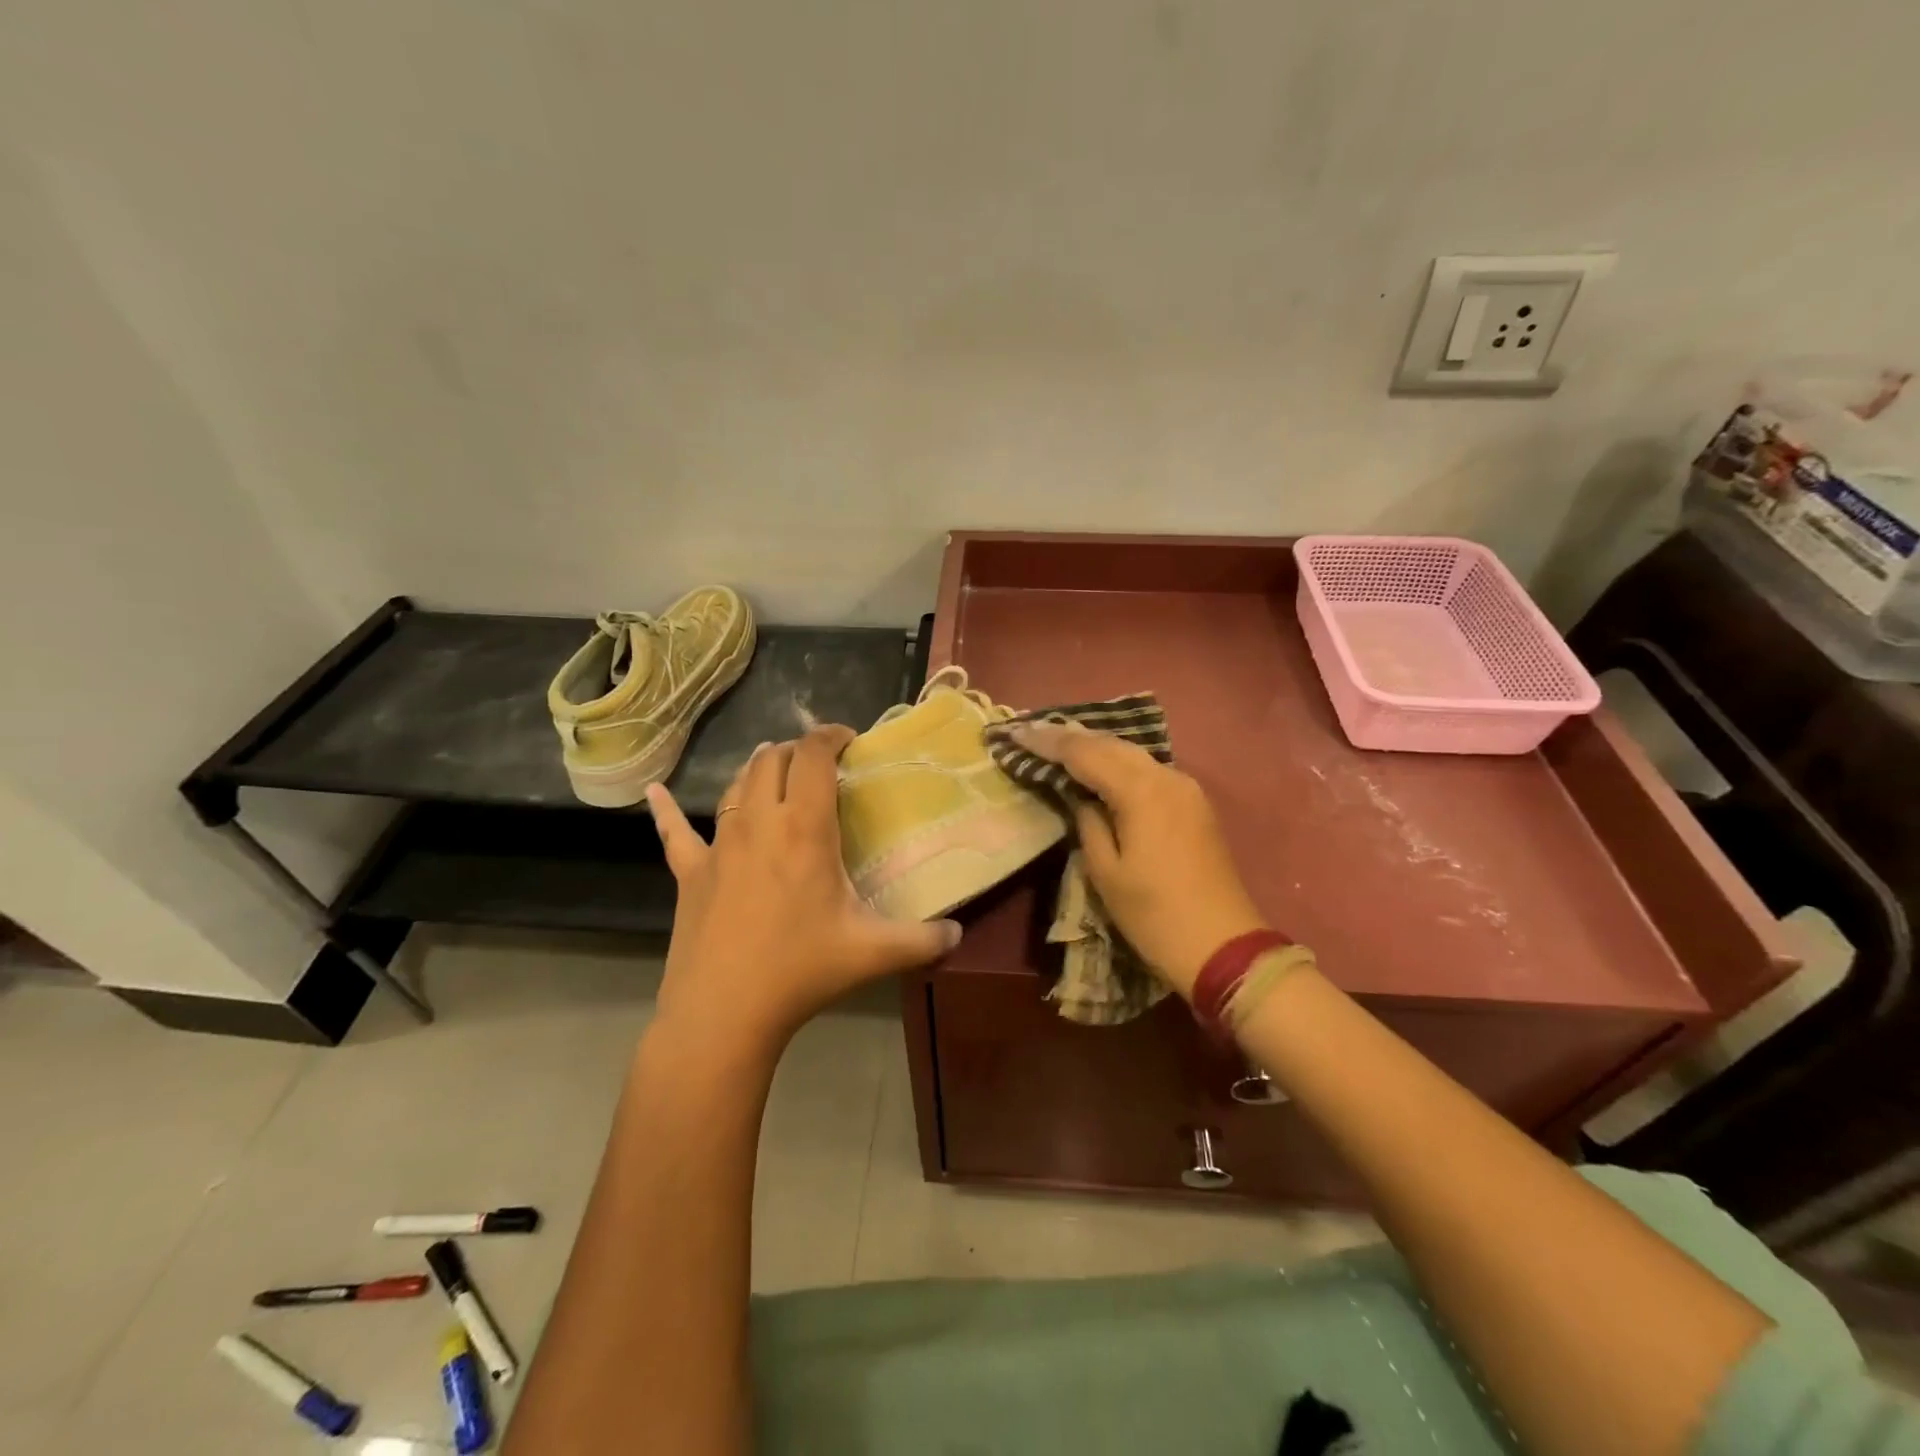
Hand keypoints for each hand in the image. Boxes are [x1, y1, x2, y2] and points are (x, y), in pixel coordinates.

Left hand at [646, 726, 961, 1045]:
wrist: (723, 1013)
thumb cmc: (801, 971)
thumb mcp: (873, 953)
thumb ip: (924, 939)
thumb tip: (959, 933)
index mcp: (805, 829)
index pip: (815, 757)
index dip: (831, 736)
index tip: (848, 738)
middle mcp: (760, 823)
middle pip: (773, 760)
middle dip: (797, 750)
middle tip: (819, 762)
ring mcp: (719, 845)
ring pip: (736, 785)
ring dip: (757, 769)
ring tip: (774, 768)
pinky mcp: (690, 871)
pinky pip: (673, 832)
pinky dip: (666, 810)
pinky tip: (654, 792)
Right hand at [1001, 722, 1265, 996]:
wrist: (1222, 945)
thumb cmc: (1154, 915)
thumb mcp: (1106, 872)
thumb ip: (1088, 823)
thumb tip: (1081, 798)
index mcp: (1141, 791)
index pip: (1085, 753)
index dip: (1048, 742)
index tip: (1017, 733)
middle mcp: (1166, 776)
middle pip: (1111, 744)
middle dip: (1070, 736)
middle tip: (1033, 733)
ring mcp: (1186, 787)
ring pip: (1132, 753)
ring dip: (1095, 746)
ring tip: (1059, 743)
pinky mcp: (1194, 803)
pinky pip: (1148, 769)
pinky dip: (1118, 763)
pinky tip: (1100, 765)